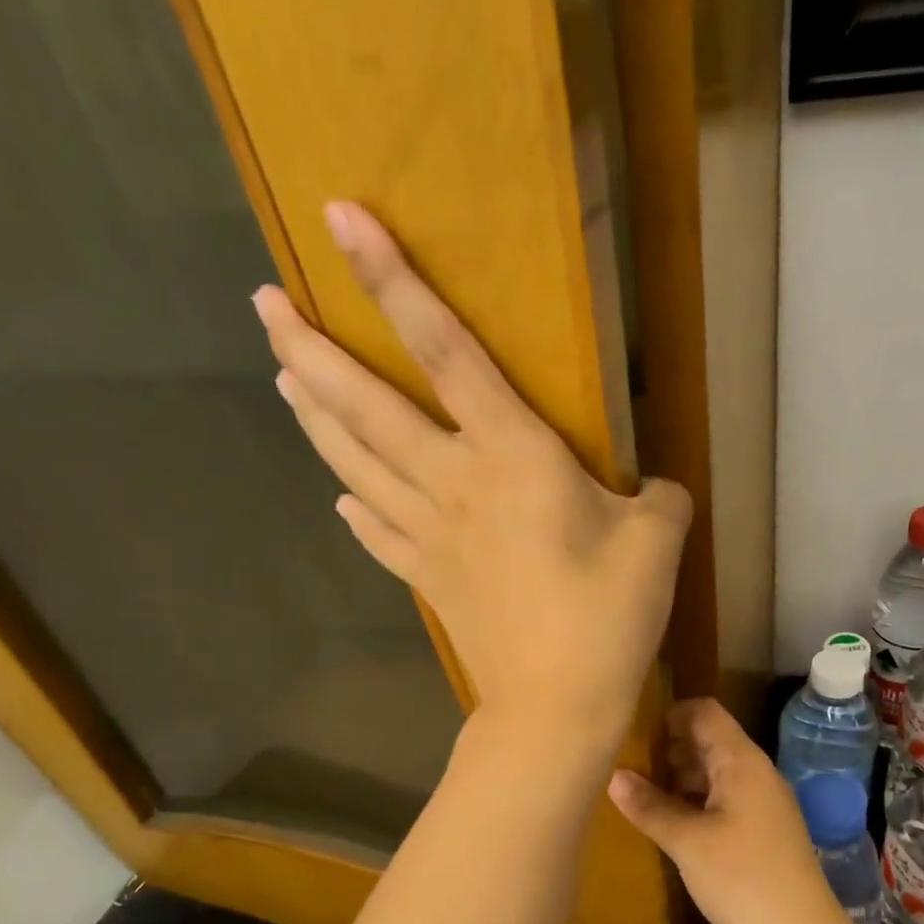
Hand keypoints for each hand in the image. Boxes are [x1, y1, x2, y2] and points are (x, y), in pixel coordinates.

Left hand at [253, 202, 690, 751]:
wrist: (555, 704)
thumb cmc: (607, 616)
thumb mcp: (657, 542)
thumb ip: (660, 498)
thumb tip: (655, 489)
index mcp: (510, 456)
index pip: (444, 350)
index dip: (392, 281)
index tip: (338, 219)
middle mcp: (453, 482)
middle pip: (367, 405)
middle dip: (310, 348)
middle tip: (263, 304)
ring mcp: (430, 535)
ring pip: (356, 462)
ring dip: (316, 417)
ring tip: (283, 377)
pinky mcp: (428, 580)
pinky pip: (379, 533)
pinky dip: (356, 507)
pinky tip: (341, 497)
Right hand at [606, 699, 847, 923]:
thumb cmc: (741, 879)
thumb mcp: (687, 841)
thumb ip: (649, 805)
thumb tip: (614, 776)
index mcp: (742, 762)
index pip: (704, 712)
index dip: (670, 716)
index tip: (635, 736)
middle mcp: (756, 773)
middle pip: (710, 740)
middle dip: (670, 748)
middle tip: (630, 767)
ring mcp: (763, 802)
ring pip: (716, 772)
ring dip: (681, 777)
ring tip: (643, 796)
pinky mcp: (763, 830)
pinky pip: (725, 799)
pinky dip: (696, 801)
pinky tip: (671, 823)